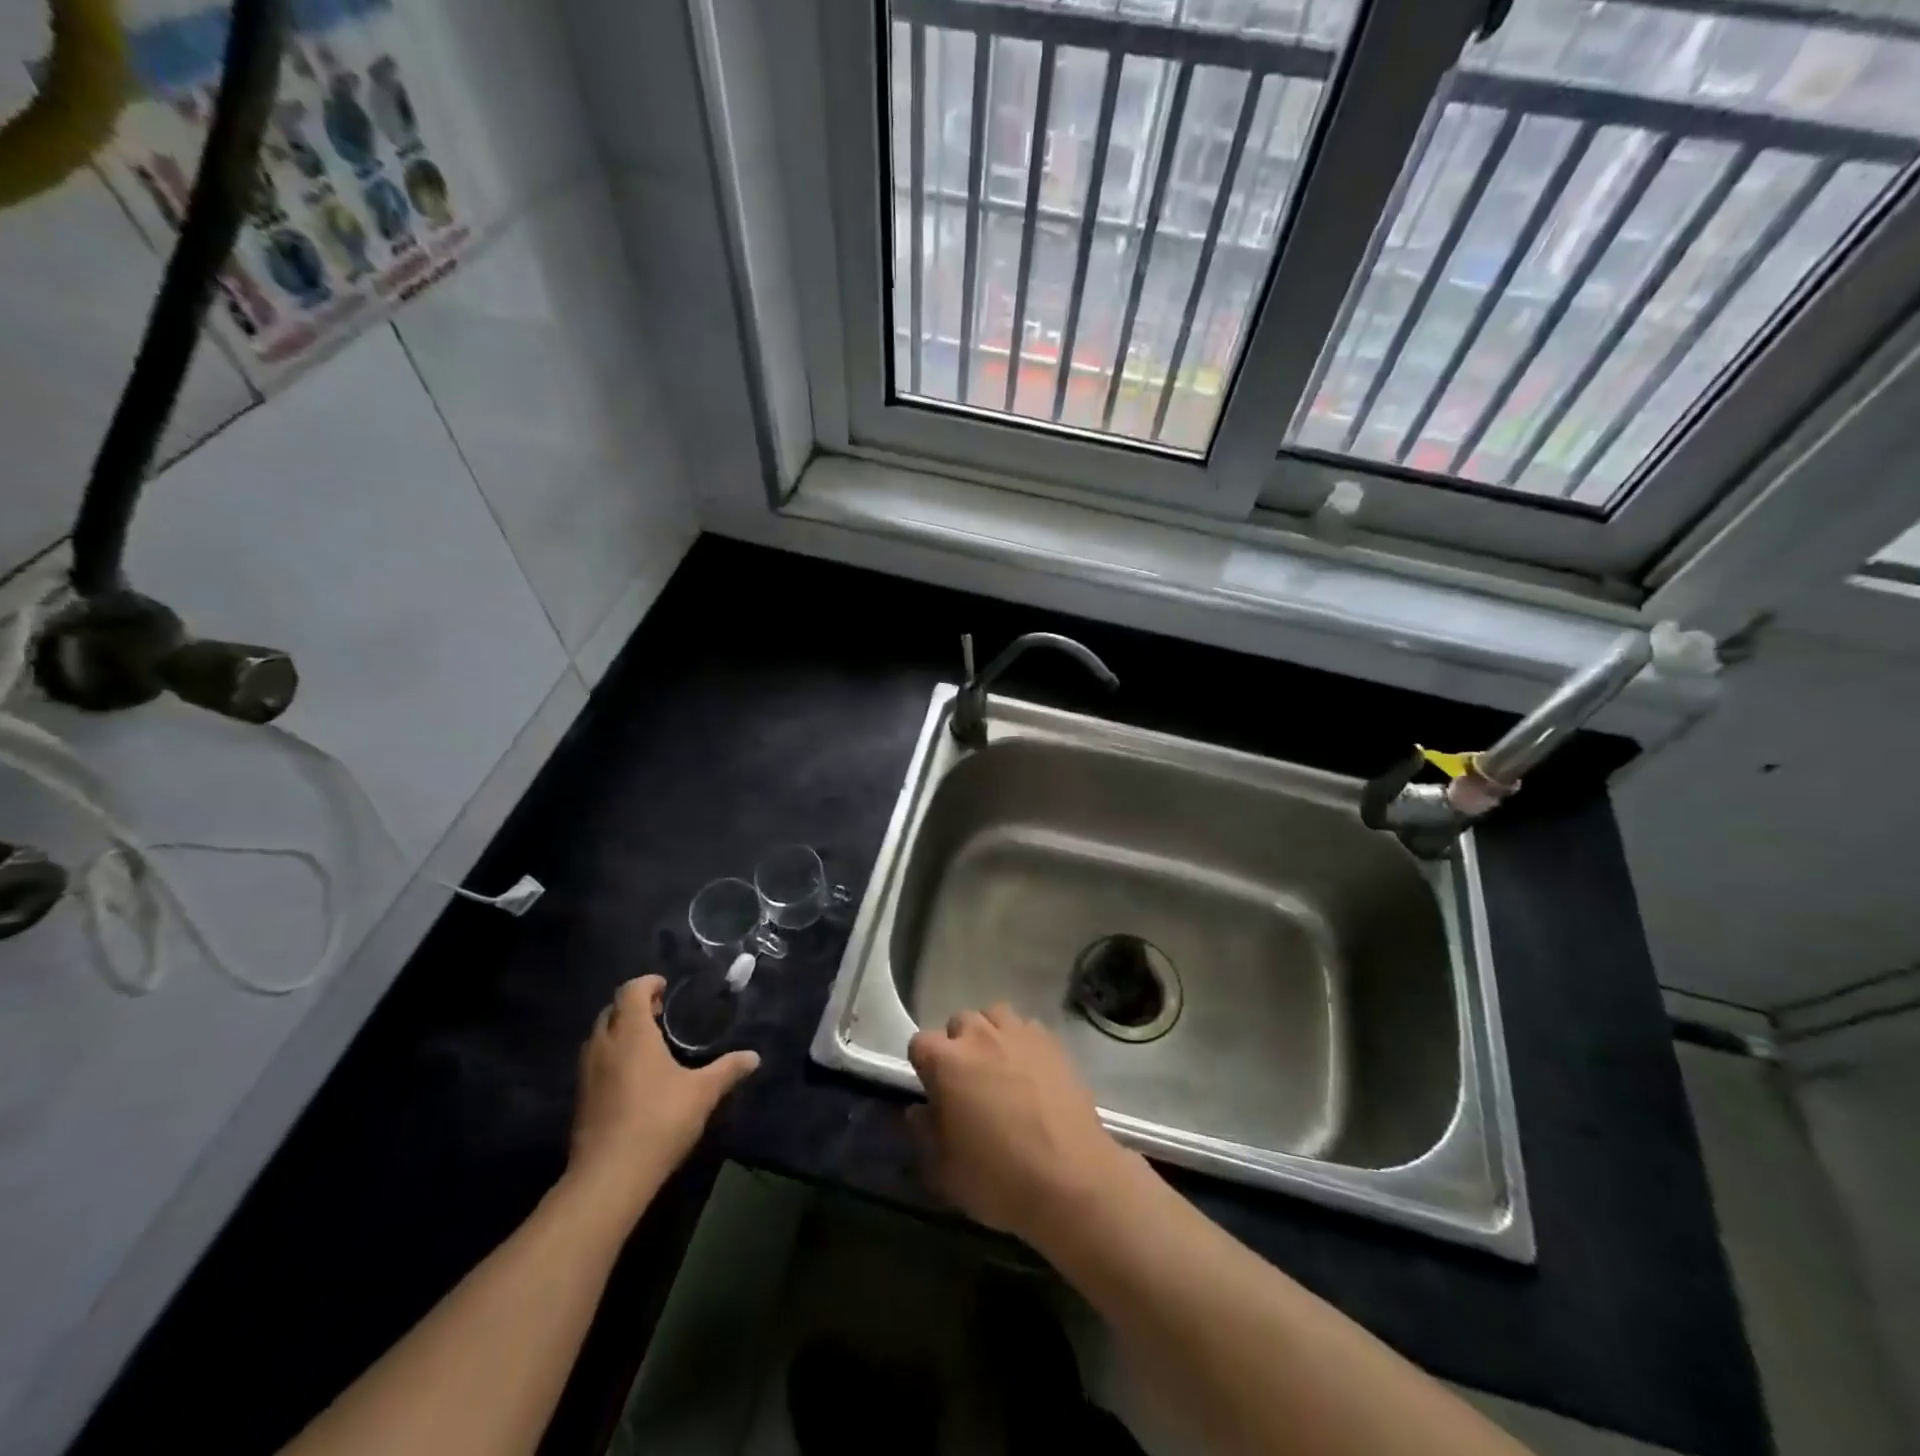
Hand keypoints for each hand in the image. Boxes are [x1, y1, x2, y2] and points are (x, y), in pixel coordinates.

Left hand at [566, 975, 758, 1221]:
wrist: (609, 1177)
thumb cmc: (658, 1121)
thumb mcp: (702, 1093)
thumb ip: (727, 1070)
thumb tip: (754, 1057)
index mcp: (631, 1033)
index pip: (631, 990)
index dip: (647, 983)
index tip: (666, 989)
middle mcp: (604, 1045)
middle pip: (611, 1010)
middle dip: (633, 1006)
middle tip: (660, 1015)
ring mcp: (587, 1073)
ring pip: (599, 1037)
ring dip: (620, 1031)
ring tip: (648, 1044)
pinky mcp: (580, 1099)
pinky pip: (594, 1062)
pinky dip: (611, 1056)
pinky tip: (633, 1077)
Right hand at [907, 1004, 1141, 1246]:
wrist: (1071, 1178)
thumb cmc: (999, 1178)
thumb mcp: (945, 1170)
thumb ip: (925, 1133)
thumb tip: (920, 1110)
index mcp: (946, 1061)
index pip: (920, 1043)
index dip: (924, 1066)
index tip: (934, 1092)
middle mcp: (980, 1035)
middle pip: (959, 1022)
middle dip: (958, 1046)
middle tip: (968, 1082)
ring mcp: (1019, 1034)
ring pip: (994, 1016)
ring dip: (990, 1035)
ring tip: (999, 1067)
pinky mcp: (1052, 1042)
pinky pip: (1028, 1028)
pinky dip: (1022, 1042)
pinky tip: (1031, 1071)